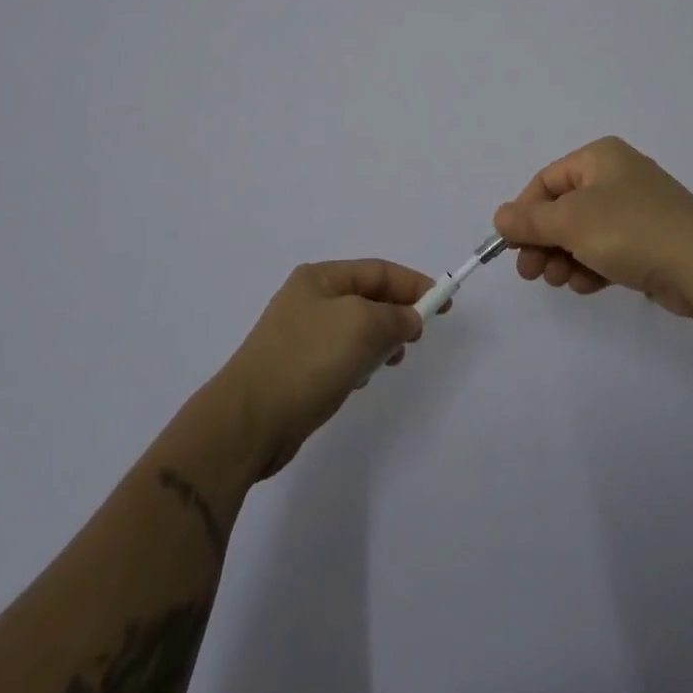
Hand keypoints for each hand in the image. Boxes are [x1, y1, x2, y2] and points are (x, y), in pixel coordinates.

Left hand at [215, 259, 434, 477]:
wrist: (248, 421)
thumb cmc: (307, 361)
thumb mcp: (361, 327)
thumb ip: (395, 317)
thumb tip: (409, 319)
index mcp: (320, 277)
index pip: (378, 270)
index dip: (414, 284)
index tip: (444, 304)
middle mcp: (309, 298)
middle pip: (368, 297)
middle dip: (397, 315)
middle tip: (416, 338)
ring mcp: (301, 334)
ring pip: (357, 328)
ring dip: (379, 342)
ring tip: (389, 362)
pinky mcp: (298, 367)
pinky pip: (341, 355)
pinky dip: (359, 362)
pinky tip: (359, 381)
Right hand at [493, 137, 692, 318]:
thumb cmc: (631, 229)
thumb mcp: (571, 222)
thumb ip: (530, 221)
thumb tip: (499, 217)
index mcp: (600, 158)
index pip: (547, 181)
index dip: (525, 212)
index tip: (511, 245)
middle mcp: (617, 177)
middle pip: (563, 208)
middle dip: (543, 241)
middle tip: (529, 272)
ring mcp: (636, 210)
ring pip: (584, 233)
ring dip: (564, 257)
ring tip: (557, 280)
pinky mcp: (650, 242)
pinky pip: (608, 250)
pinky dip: (591, 266)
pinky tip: (584, 285)